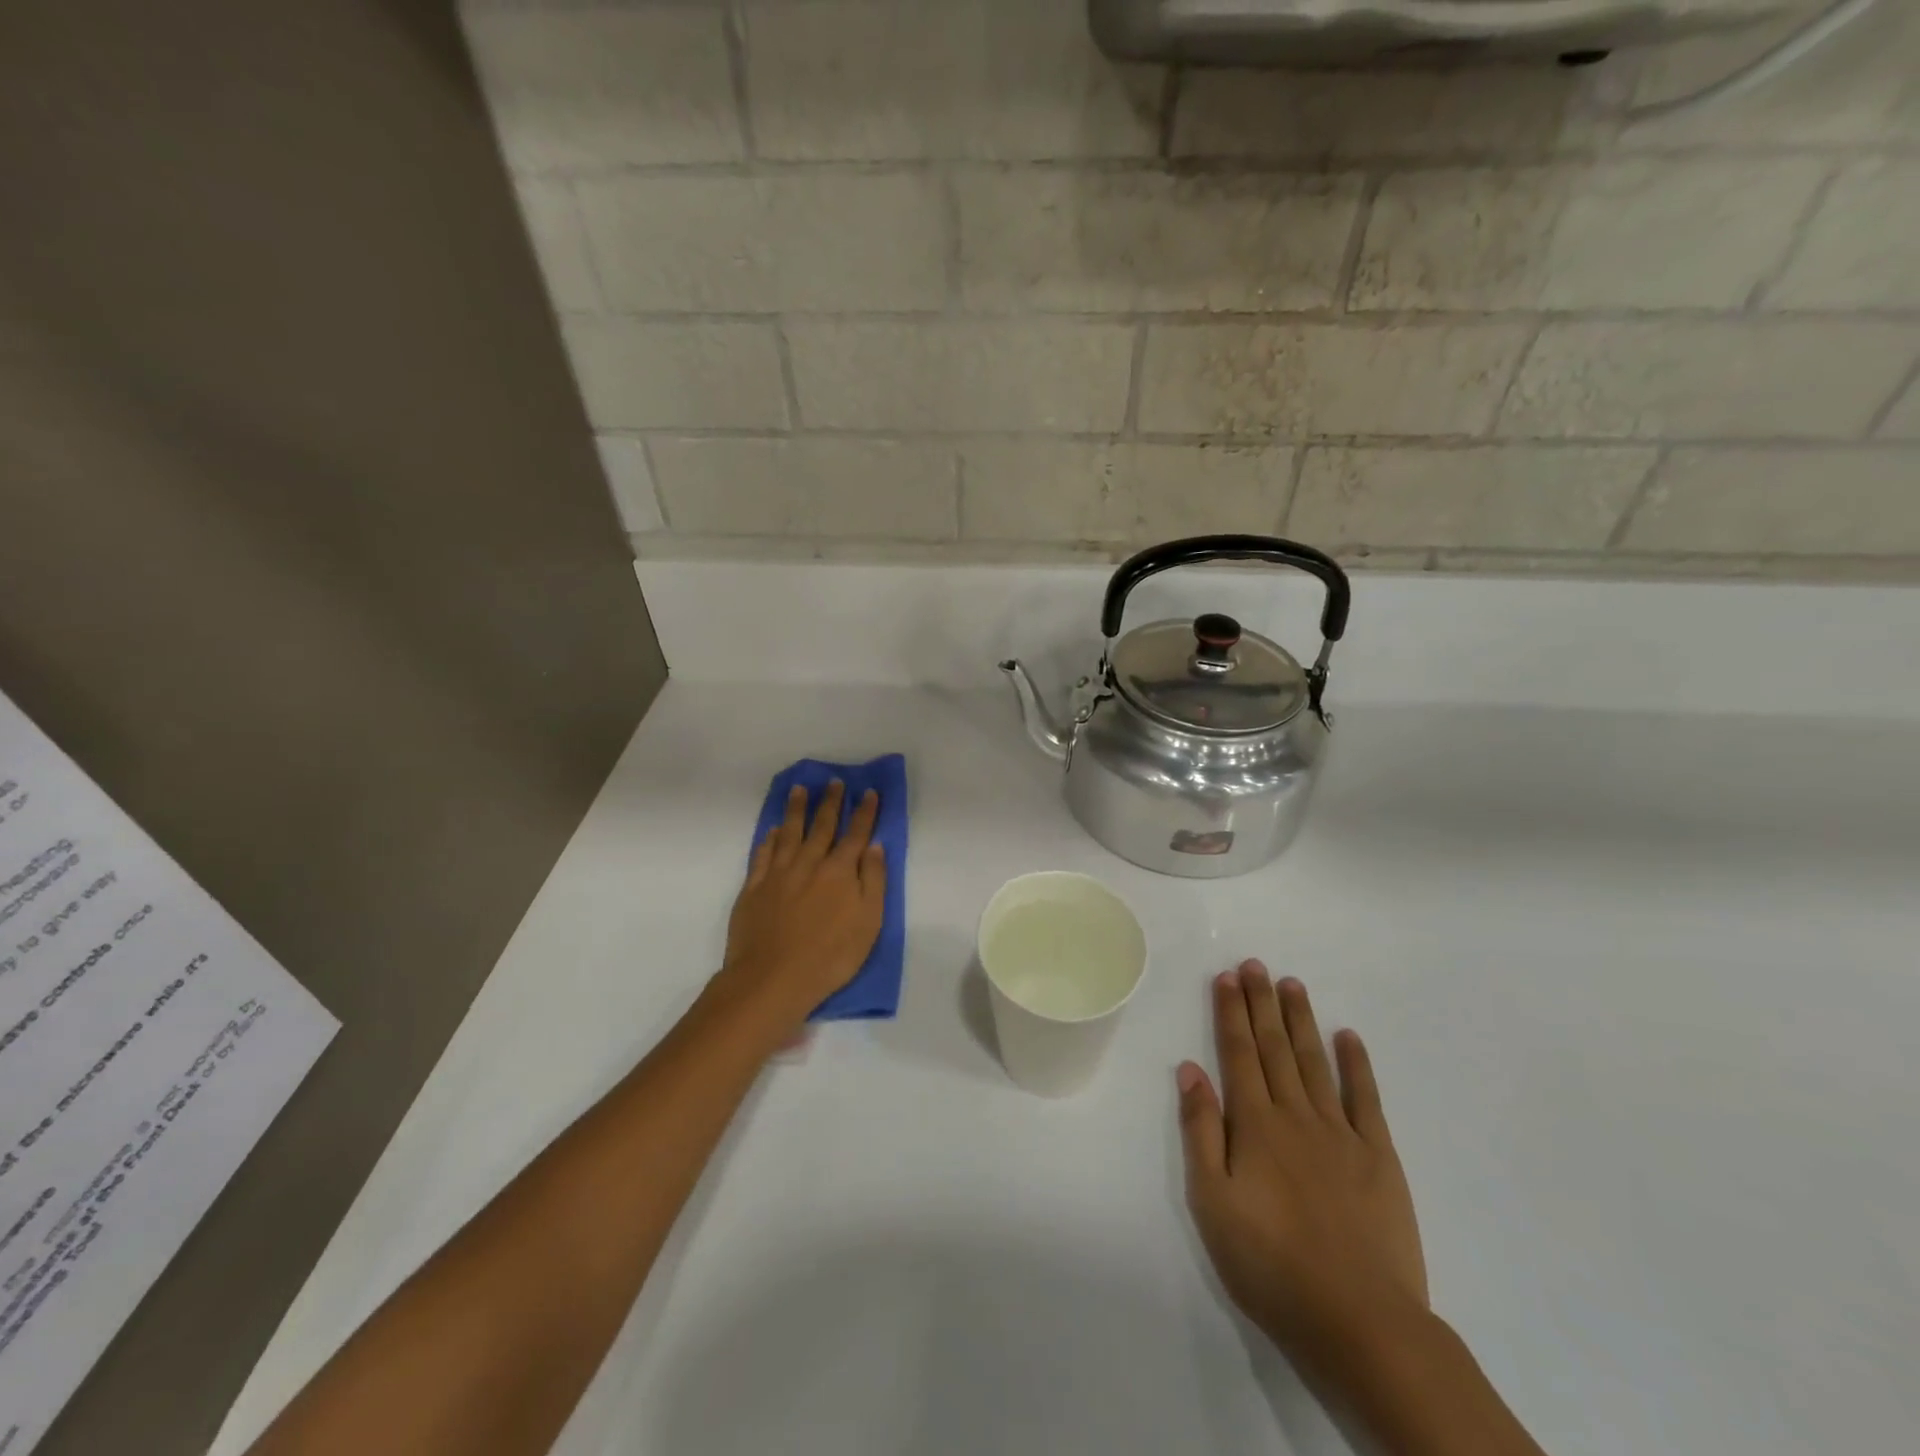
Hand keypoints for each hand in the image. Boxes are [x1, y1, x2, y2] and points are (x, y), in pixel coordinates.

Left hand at [717, 781, 886, 1032]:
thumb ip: (874, 881)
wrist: (772, 978)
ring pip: (789, 832)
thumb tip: (875, 846)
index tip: (869, 792)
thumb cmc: (830, 956)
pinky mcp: (754, 888)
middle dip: (831, 802)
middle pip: (822, 826)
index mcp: (840, 871)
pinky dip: (769, 839)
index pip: (856, 834)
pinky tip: (773, 830)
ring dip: (797, 809)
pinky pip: (763, 854)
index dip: (864, 812)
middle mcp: (809, 863)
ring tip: (800, 790)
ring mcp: (778, 874)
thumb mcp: (868, 922)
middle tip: (835, 782)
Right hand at [1177, 962, 1426, 1355]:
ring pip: (1315, 1062)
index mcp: (1254, 1125)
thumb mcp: (1212, 1203)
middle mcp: (1296, 1115)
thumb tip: (1190, 1069)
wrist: (1360, 1322)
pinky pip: (1366, 1099)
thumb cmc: (1271, 1265)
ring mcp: (1341, 1133)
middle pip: (1275, 1048)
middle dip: (1262, 1003)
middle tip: (1256, 964)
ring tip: (1292, 984)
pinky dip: (1357, 1064)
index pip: (1238, 1053)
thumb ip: (1200, 1131)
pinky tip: (1348, 1037)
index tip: (1227, 976)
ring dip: (1301, 1021)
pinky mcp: (1378, 1157)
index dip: (1231, 1012)